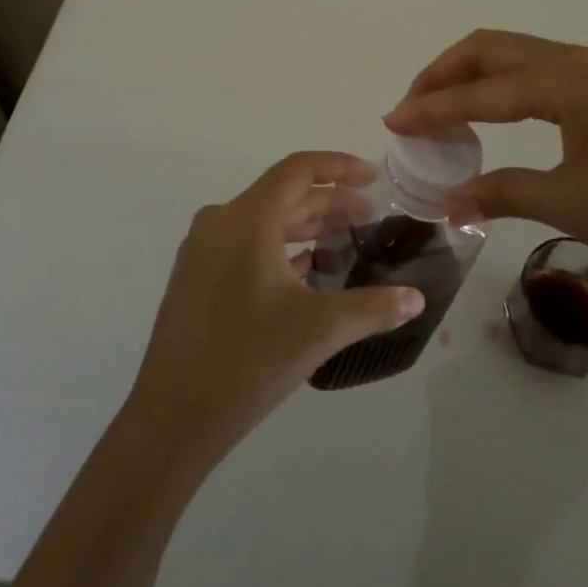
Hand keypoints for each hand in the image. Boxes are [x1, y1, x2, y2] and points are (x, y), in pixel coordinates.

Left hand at [123, 151, 424, 466]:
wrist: (170, 420)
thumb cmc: (247, 362)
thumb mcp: (319, 330)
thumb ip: (373, 308)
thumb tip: (416, 298)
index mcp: (247, 219)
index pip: (298, 170)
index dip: (338, 166)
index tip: (373, 175)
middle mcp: (220, 222)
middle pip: (283, 195)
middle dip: (329, 203)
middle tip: (369, 217)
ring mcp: (202, 250)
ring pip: (264, 221)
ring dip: (306, 226)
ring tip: (345, 241)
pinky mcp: (195, 277)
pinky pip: (245, 244)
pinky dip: (280, 248)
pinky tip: (306, 270)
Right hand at [384, 30, 587, 284]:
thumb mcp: (569, 203)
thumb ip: (501, 193)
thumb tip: (446, 202)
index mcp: (564, 80)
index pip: (480, 90)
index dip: (431, 107)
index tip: (392, 122)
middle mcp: (576, 59)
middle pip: (491, 48)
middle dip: (444, 73)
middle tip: (413, 109)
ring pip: (515, 53)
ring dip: (473, 73)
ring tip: (444, 108)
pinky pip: (538, 67)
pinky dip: (503, 81)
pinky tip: (495, 110)